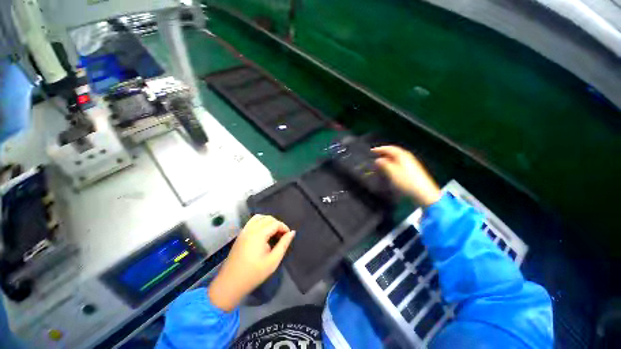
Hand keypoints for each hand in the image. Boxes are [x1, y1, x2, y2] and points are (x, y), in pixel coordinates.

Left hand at [208, 215, 294, 311]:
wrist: (230, 284)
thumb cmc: (254, 273)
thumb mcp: (273, 260)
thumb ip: (284, 244)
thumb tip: (292, 232)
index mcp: (259, 234)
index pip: (275, 223)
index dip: (284, 227)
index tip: (288, 236)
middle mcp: (251, 229)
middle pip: (268, 218)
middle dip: (277, 224)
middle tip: (282, 236)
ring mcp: (244, 231)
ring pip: (259, 217)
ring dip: (269, 222)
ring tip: (273, 233)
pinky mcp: (240, 235)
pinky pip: (252, 222)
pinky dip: (260, 223)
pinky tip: (263, 234)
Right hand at [372, 146, 441, 206]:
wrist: (423, 193)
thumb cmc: (406, 181)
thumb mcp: (392, 172)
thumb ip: (384, 164)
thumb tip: (378, 160)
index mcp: (402, 155)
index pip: (390, 148)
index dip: (380, 149)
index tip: (372, 151)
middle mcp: (407, 157)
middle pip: (394, 152)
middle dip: (384, 154)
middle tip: (375, 157)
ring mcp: (411, 164)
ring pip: (396, 158)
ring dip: (388, 160)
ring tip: (380, 163)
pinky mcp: (412, 170)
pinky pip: (399, 163)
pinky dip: (392, 164)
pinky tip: (389, 169)